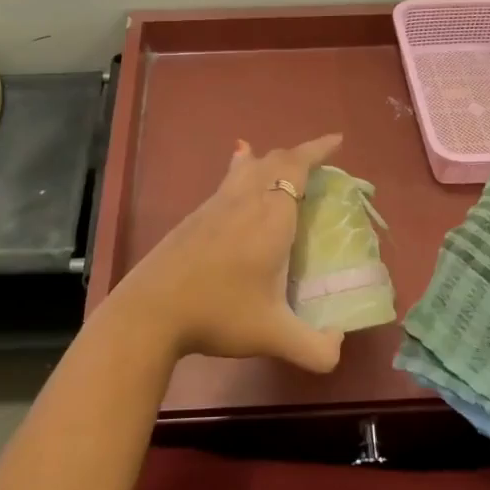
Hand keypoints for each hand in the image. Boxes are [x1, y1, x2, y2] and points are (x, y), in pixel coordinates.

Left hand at [103, 134, 345, 373]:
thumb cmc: (218, 313)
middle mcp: (246, 199)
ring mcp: (217, 204)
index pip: (297, 167)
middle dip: (301, 155)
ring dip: (272, 160)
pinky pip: (229, 180)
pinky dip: (243, 169)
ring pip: (249, 166)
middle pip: (275, 160)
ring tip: (283, 163)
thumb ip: (315, 348)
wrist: (151, 310)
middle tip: (320, 162)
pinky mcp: (196, 215)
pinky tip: (238, 176)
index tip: (337, 141)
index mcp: (272, 216)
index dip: (318, 150)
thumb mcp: (274, 336)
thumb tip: (338, 344)